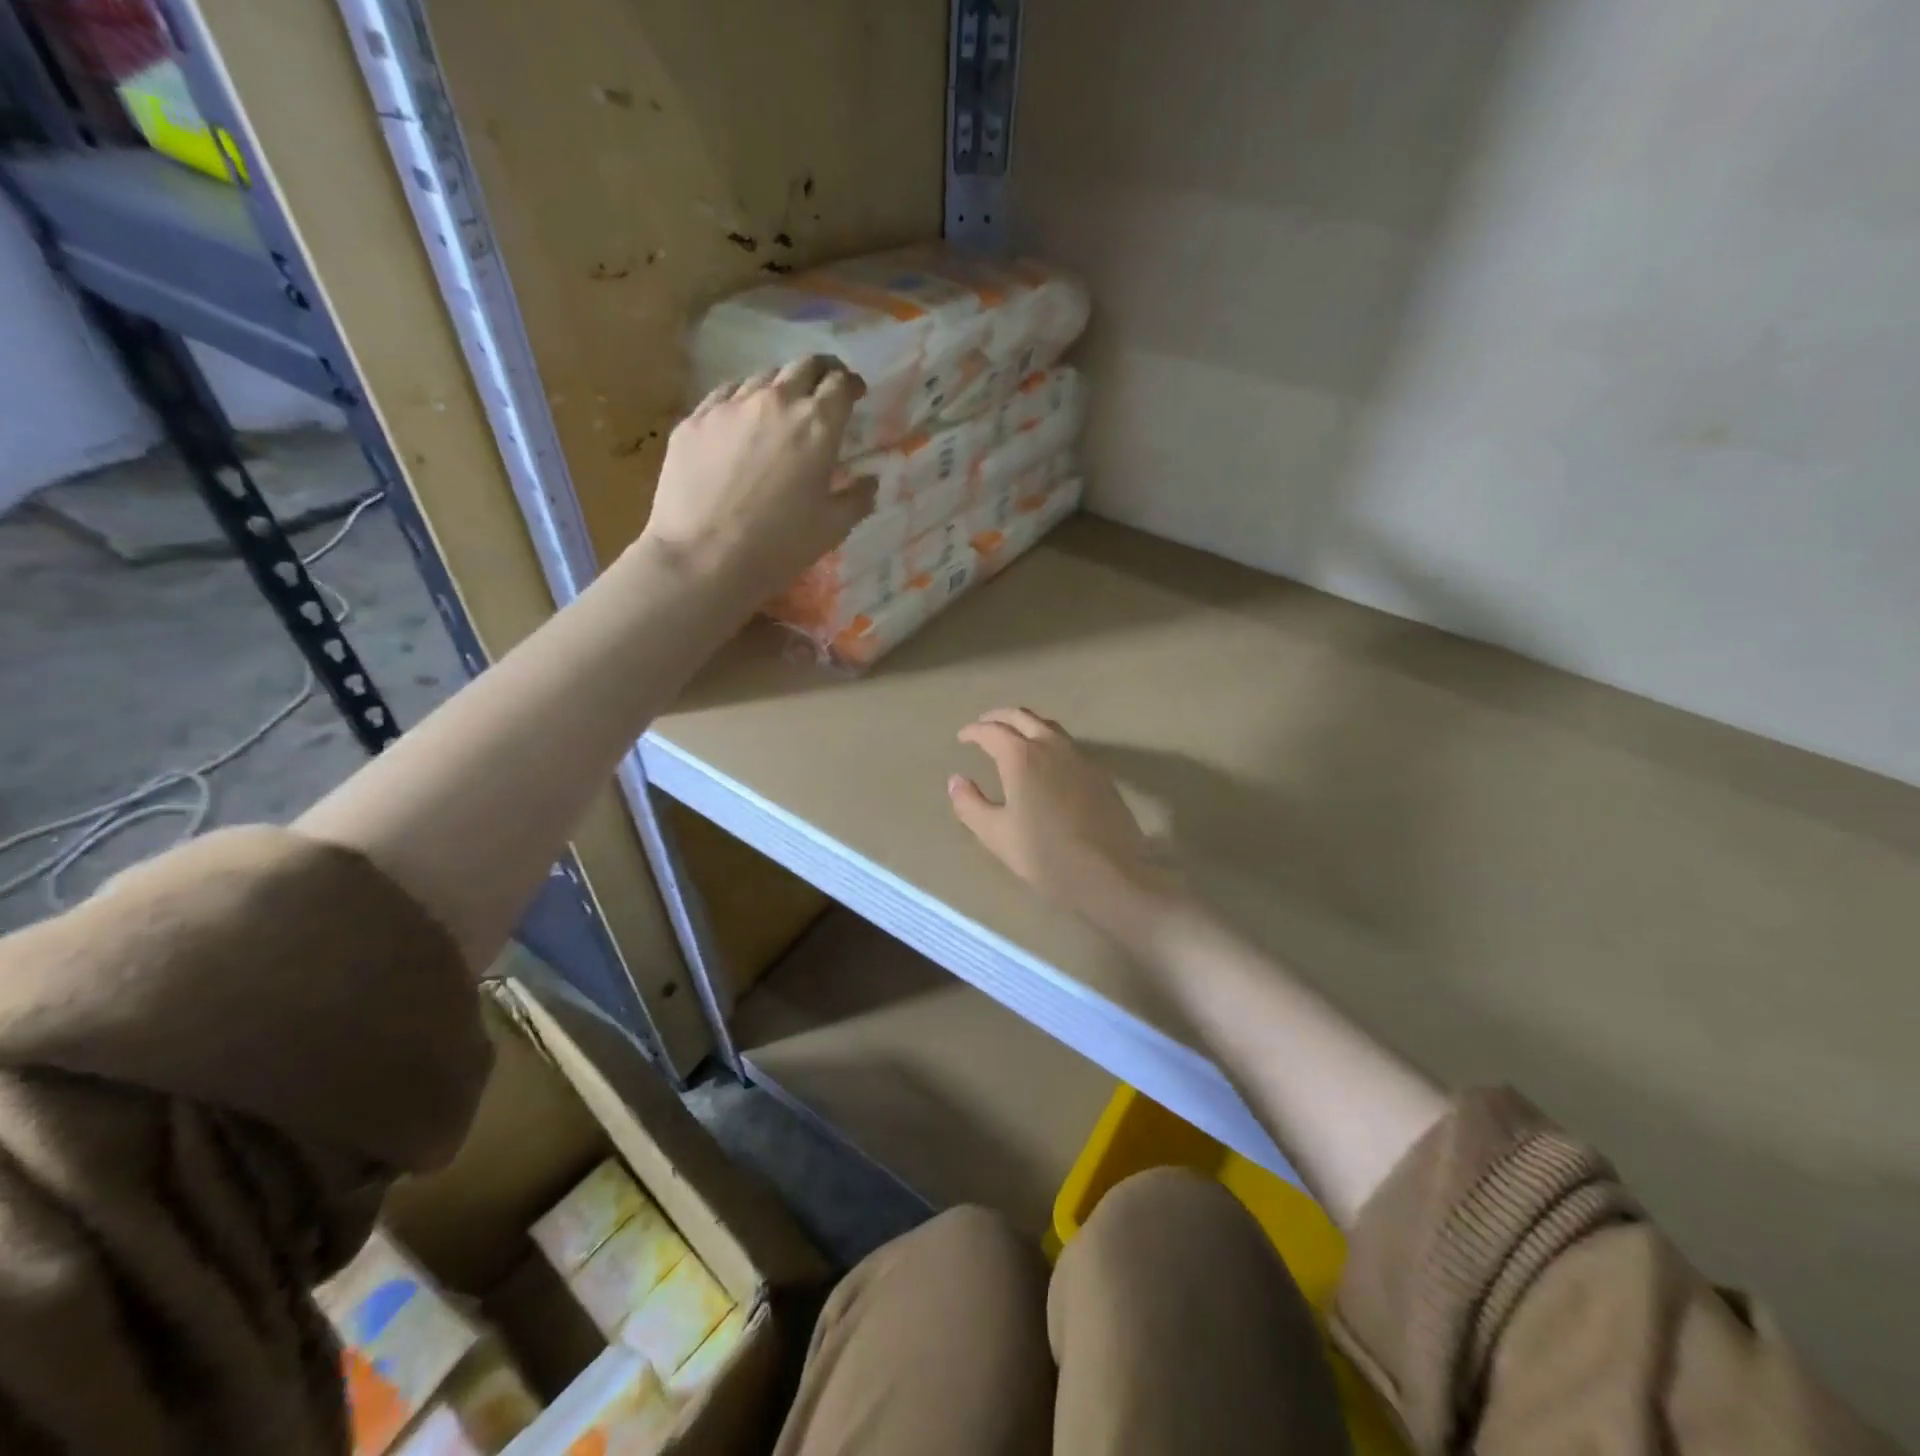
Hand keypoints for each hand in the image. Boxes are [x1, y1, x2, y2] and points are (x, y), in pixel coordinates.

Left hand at [638, 357, 877, 597]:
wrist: (704, 558)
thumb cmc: (779, 546)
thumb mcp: (832, 528)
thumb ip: (857, 499)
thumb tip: (870, 482)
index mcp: (816, 425)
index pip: (840, 384)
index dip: (851, 384)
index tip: (855, 393)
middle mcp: (775, 402)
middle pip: (802, 366)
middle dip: (820, 372)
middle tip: (824, 390)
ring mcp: (730, 406)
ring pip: (762, 377)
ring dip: (780, 386)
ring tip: (781, 409)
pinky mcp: (695, 419)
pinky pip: (725, 396)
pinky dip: (743, 401)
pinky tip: (742, 422)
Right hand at [948, 708, 1178, 930]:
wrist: (1109, 873)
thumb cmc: (1045, 855)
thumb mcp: (996, 834)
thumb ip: (970, 804)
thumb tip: (956, 781)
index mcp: (1022, 757)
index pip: (992, 731)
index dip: (974, 731)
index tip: (962, 737)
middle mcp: (1051, 746)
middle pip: (1022, 717)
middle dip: (999, 717)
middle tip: (983, 726)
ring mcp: (1080, 757)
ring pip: (1048, 726)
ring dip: (1026, 724)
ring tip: (1013, 737)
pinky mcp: (1099, 773)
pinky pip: (1067, 744)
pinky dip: (1048, 740)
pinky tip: (1045, 761)